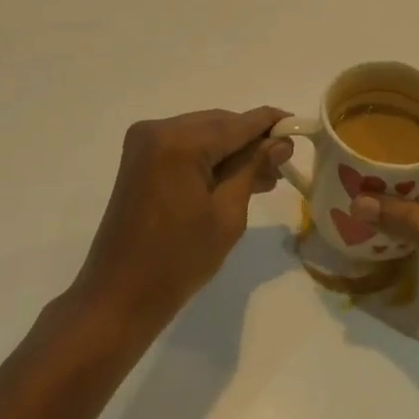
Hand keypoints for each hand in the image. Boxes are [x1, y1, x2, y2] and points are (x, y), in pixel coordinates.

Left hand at [68, 107, 292, 338]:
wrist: (119, 295)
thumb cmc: (179, 260)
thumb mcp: (227, 214)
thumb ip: (253, 168)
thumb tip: (280, 142)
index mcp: (179, 142)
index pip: (237, 123)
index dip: (270, 123)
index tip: (299, 125)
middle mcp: (158, 129)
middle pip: (219, 124)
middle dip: (252, 141)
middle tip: (284, 162)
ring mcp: (145, 142)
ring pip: (203, 133)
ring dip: (232, 151)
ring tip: (266, 176)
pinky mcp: (140, 158)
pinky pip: (185, 146)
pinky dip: (210, 158)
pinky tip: (235, 177)